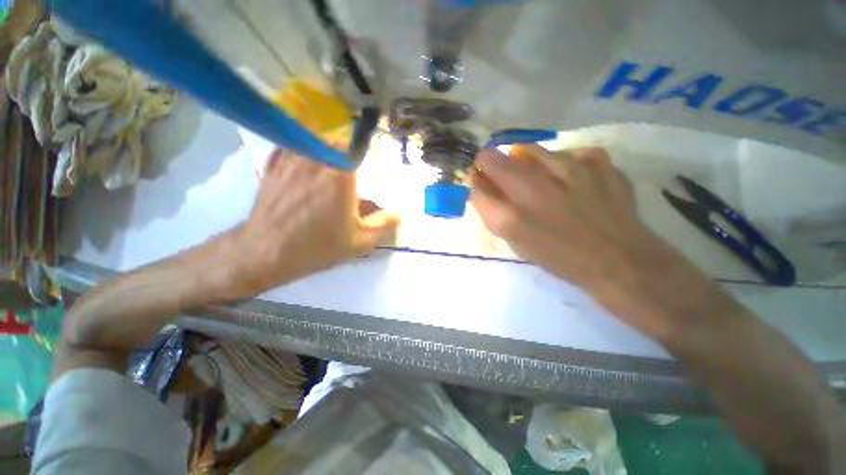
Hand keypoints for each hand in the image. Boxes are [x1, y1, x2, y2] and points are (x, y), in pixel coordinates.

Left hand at [228, 148, 399, 297]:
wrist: (265, 253)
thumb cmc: (318, 246)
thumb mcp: (360, 241)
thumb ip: (385, 225)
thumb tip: (400, 213)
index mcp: (340, 174)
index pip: (357, 144)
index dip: (366, 148)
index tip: (371, 158)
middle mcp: (315, 159)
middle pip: (335, 138)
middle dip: (346, 148)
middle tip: (351, 162)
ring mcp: (290, 160)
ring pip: (311, 139)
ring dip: (324, 145)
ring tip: (330, 160)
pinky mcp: (272, 167)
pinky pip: (290, 147)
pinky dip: (300, 149)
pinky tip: (304, 161)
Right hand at [471, 145, 692, 334]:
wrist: (619, 260)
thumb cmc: (559, 256)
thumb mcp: (516, 242)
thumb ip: (493, 213)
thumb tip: (480, 187)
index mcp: (511, 215)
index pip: (475, 183)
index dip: (475, 178)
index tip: (480, 181)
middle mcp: (533, 188)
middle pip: (492, 158)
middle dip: (489, 164)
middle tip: (501, 176)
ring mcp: (568, 169)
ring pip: (527, 150)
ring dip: (524, 162)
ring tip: (540, 179)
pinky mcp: (597, 161)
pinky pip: (567, 152)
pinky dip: (564, 163)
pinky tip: (572, 180)